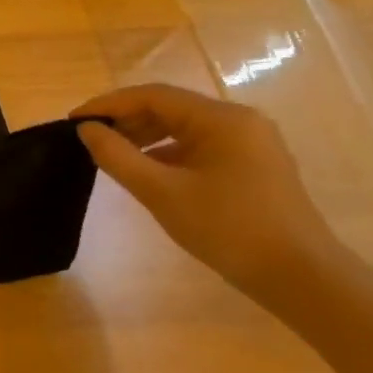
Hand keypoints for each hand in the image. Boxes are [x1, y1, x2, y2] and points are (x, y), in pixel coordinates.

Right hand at [71, 83, 349, 303]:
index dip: (108, 104)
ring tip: (111, 154)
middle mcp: (239, 121)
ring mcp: (250, 143)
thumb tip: (86, 130)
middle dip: (125, 119)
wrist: (298, 276)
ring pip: (184, 127)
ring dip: (144, 136)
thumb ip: (117, 156)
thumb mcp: (160, 192)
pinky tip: (146, 171)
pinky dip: (167, 152)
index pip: (152, 96)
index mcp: (221, 119)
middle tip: (87, 138)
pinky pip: (199, 146)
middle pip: (169, 107)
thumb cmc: (226, 228)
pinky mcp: (252, 164)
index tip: (73, 120)